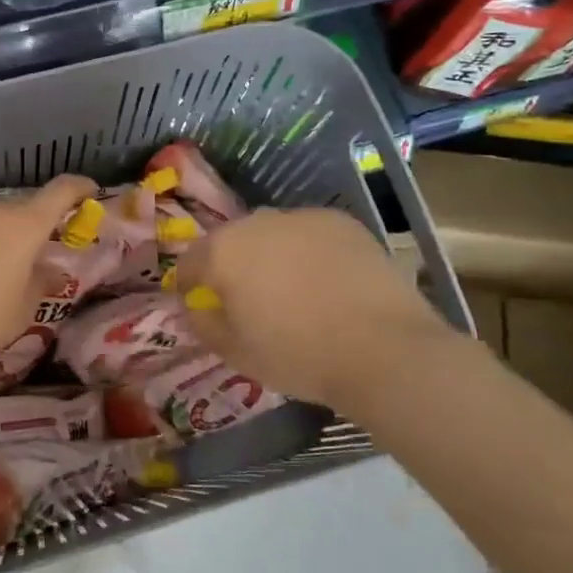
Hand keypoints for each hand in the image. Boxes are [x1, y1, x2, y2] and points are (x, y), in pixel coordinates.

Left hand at [0, 174, 98, 378]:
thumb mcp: (24, 308)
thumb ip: (42, 283)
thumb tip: (52, 273)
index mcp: (24, 225)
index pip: (60, 191)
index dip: (79, 188)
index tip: (90, 192)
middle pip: (24, 207)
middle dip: (37, 224)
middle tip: (42, 250)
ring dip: (4, 236)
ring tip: (2, 267)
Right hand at [173, 208, 451, 410]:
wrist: (384, 349)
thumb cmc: (298, 355)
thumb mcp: (236, 352)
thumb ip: (203, 324)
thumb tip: (193, 309)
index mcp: (224, 251)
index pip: (190, 261)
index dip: (189, 283)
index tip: (197, 303)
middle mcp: (258, 222)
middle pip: (231, 240)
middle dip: (231, 264)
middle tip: (245, 298)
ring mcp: (303, 217)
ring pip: (272, 233)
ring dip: (270, 254)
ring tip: (288, 287)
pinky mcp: (342, 222)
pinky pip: (309, 234)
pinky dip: (307, 251)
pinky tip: (324, 280)